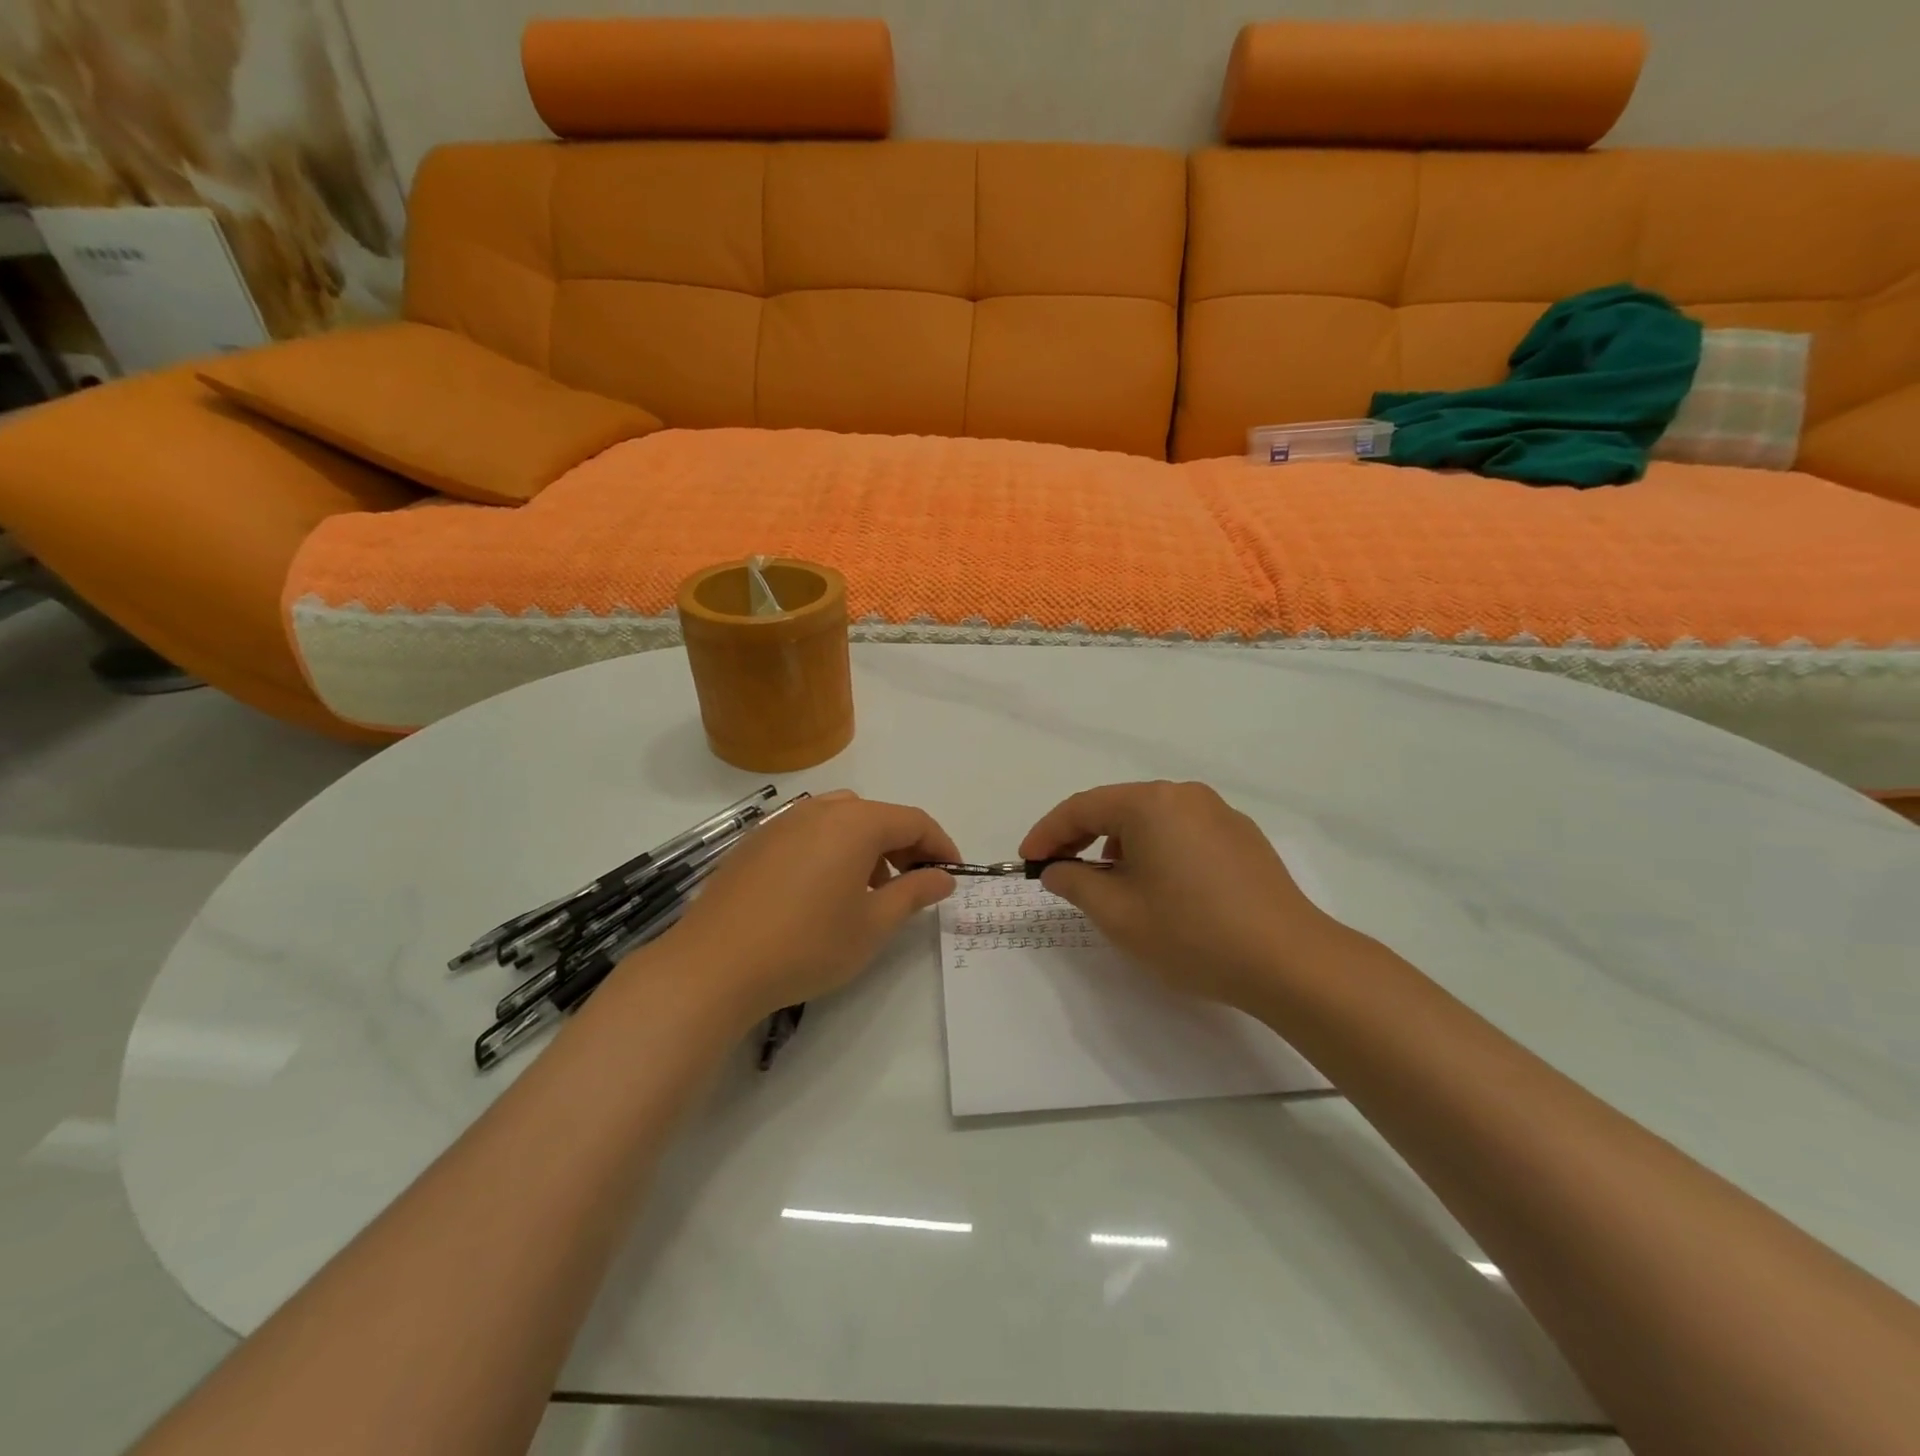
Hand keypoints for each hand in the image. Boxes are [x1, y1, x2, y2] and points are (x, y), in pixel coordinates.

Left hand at [637, 792, 958, 1027]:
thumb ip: (914, 893)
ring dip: (867, 846)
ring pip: (841, 820)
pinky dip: (831, 849)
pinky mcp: (755, 842)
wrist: (713, 965)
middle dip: (904, 845)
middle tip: (915, 884)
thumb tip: (943, 877)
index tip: (952, 874)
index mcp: (855, 823)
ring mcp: (782, 822)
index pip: (914, 820)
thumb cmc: (806, 945)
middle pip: (877, 815)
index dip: (940, 845)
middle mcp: (819, 810)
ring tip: (868, 891)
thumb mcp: (872, 926)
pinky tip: (822, 891)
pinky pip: (808, 832)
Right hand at [1020, 781, 1344, 1011]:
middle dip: (1082, 837)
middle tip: (1058, 869)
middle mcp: (1184, 795)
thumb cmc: (1192, 933)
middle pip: (1117, 807)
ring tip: (1110, 882)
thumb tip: (1057, 869)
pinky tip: (1158, 885)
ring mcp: (1218, 813)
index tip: (1027, 860)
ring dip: (1120, 843)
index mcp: (1150, 803)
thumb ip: (1076, 883)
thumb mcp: (1118, 914)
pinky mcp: (1242, 836)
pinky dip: (1156, 850)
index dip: (1047, 833)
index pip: (1082, 807)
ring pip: (1151, 819)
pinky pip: (1182, 832)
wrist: (1290, 961)